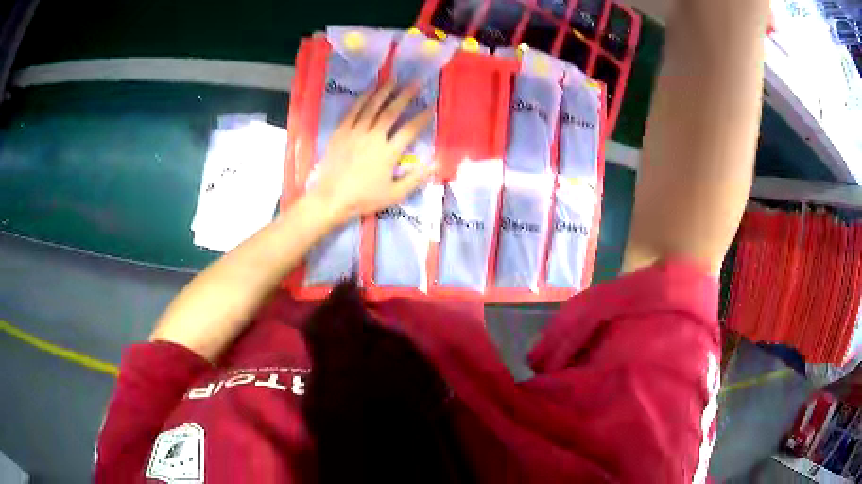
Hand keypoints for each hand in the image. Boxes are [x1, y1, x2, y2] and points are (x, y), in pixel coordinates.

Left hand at [307, 80, 434, 225]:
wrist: (331, 198)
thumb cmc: (364, 198)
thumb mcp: (395, 195)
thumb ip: (416, 179)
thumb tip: (435, 164)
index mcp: (388, 152)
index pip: (410, 129)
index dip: (422, 117)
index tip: (431, 106)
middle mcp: (374, 137)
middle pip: (392, 111)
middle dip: (406, 95)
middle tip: (416, 83)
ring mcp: (356, 132)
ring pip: (372, 106)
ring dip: (385, 91)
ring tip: (395, 80)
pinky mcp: (342, 131)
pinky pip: (354, 110)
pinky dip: (364, 98)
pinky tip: (370, 89)